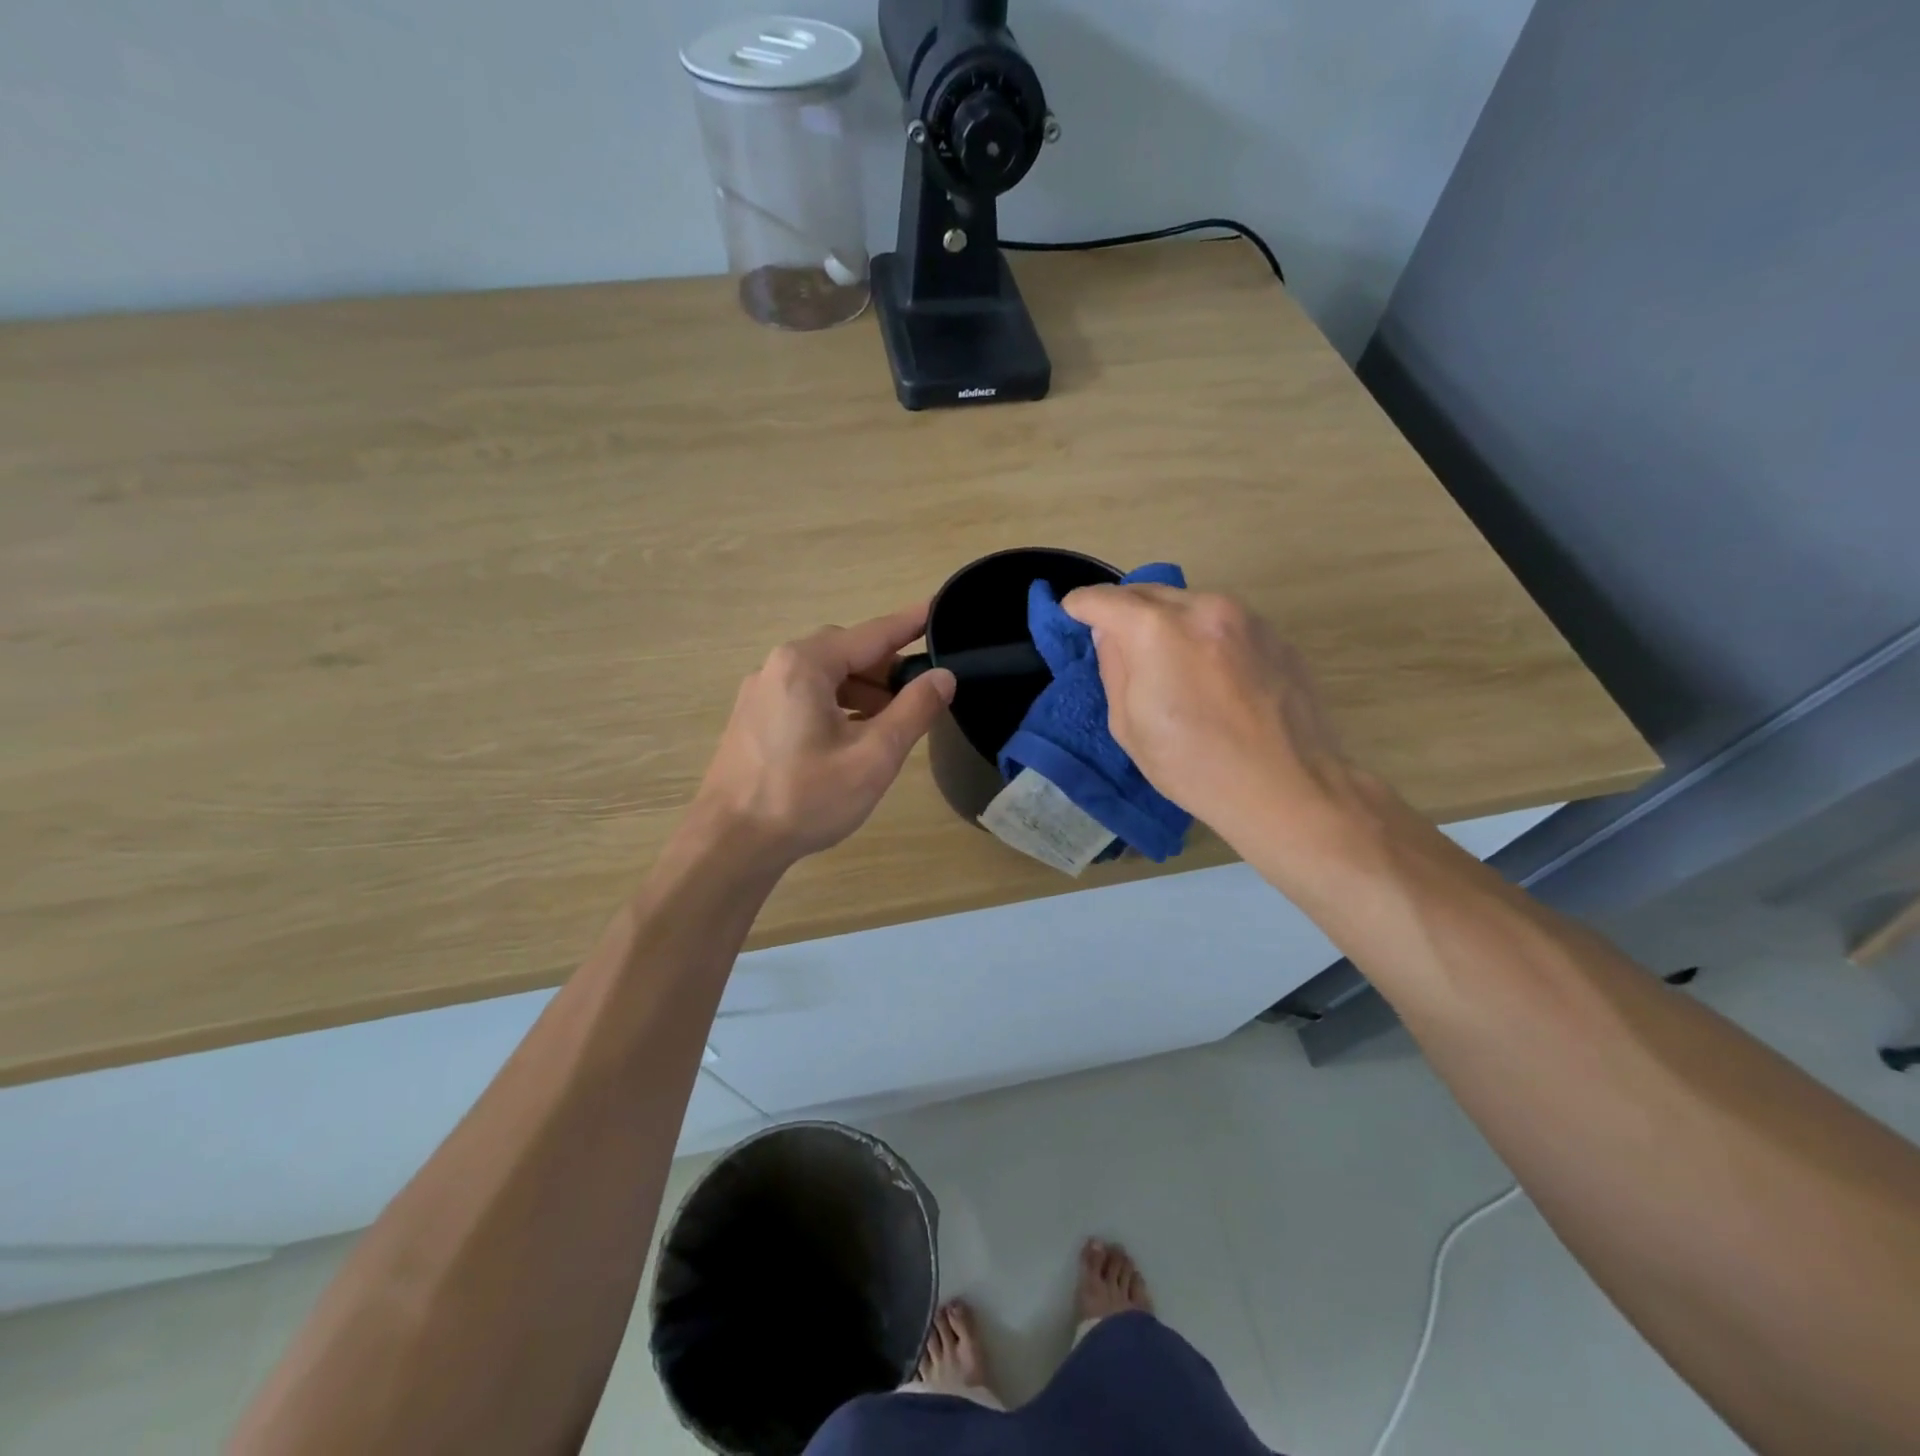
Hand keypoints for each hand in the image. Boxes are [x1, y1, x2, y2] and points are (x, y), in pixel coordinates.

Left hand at [692, 605, 956, 864]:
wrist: (731, 844)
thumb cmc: (805, 797)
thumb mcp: (873, 756)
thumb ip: (914, 711)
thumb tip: (943, 676)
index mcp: (805, 664)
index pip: (871, 634)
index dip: (910, 624)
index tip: (938, 607)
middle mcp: (777, 667)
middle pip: (845, 653)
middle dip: (886, 667)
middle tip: (923, 689)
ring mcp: (760, 693)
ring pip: (824, 677)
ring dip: (863, 690)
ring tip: (893, 719)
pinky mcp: (753, 720)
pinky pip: (805, 697)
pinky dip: (838, 705)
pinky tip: (854, 734)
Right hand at [1062, 585, 1368, 849]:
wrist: (1288, 788)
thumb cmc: (1194, 767)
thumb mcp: (1129, 726)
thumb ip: (1114, 668)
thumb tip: (1110, 634)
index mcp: (1156, 630)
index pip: (1103, 599)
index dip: (1080, 606)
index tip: (1071, 614)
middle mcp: (1202, 607)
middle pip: (1147, 591)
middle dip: (1122, 609)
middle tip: (1112, 637)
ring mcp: (1246, 617)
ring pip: (1187, 603)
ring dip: (1165, 620)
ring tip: (1164, 659)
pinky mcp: (1275, 634)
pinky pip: (1223, 622)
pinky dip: (1203, 635)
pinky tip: (1209, 675)